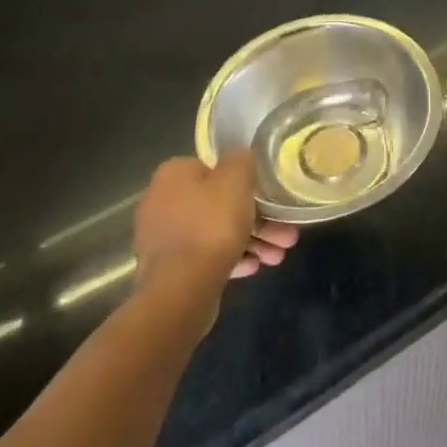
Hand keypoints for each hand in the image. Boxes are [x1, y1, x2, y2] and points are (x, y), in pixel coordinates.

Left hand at [132, 153, 299, 290]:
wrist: (180, 290)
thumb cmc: (211, 225)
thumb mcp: (237, 179)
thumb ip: (241, 159)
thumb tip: (240, 157)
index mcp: (174, 175)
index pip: (214, 168)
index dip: (246, 182)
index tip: (270, 197)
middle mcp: (162, 201)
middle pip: (219, 204)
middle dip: (257, 219)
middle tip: (285, 234)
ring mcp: (163, 238)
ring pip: (215, 232)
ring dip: (250, 241)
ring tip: (277, 256)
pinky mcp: (168, 268)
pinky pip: (205, 255)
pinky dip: (230, 257)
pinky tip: (253, 267)